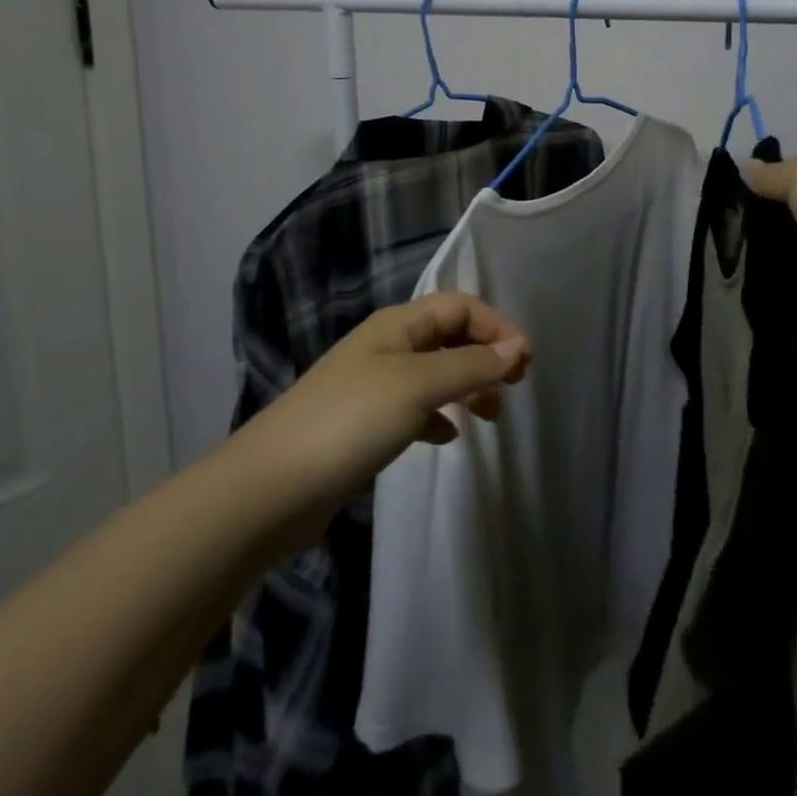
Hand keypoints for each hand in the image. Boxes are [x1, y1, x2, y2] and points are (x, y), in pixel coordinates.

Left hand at [239, 292, 530, 537]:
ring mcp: (372, 387)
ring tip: (490, 416)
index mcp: (397, 325)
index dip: (495, 325)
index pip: (458, 306)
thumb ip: (470, 366)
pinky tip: (447, 436)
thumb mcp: (417, 385)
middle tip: (515, 387)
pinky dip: (438, 416)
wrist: (270, 489)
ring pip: (434, 374)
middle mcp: (386, 347)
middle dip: (485, 355)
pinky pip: (414, 409)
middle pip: (448, 336)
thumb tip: (516, 348)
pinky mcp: (363, 426)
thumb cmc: (350, 421)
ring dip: (466, 386)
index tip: (525, 362)